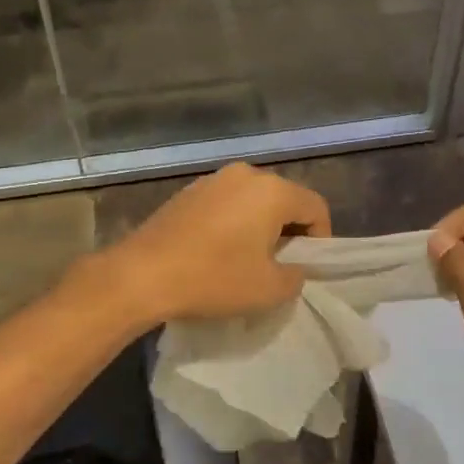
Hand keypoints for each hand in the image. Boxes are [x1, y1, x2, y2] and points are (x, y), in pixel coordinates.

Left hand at [96, 162, 330, 324]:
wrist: (142, 275)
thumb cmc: (214, 279)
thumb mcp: (270, 289)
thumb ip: (296, 276)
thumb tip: (293, 267)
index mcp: (272, 191)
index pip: (316, 207)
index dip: (321, 238)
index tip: (306, 266)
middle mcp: (245, 174)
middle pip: (285, 199)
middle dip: (290, 230)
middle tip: (280, 264)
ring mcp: (212, 180)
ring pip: (253, 200)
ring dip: (259, 226)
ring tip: (248, 259)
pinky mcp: (187, 192)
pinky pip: (225, 204)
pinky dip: (232, 223)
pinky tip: (217, 251)